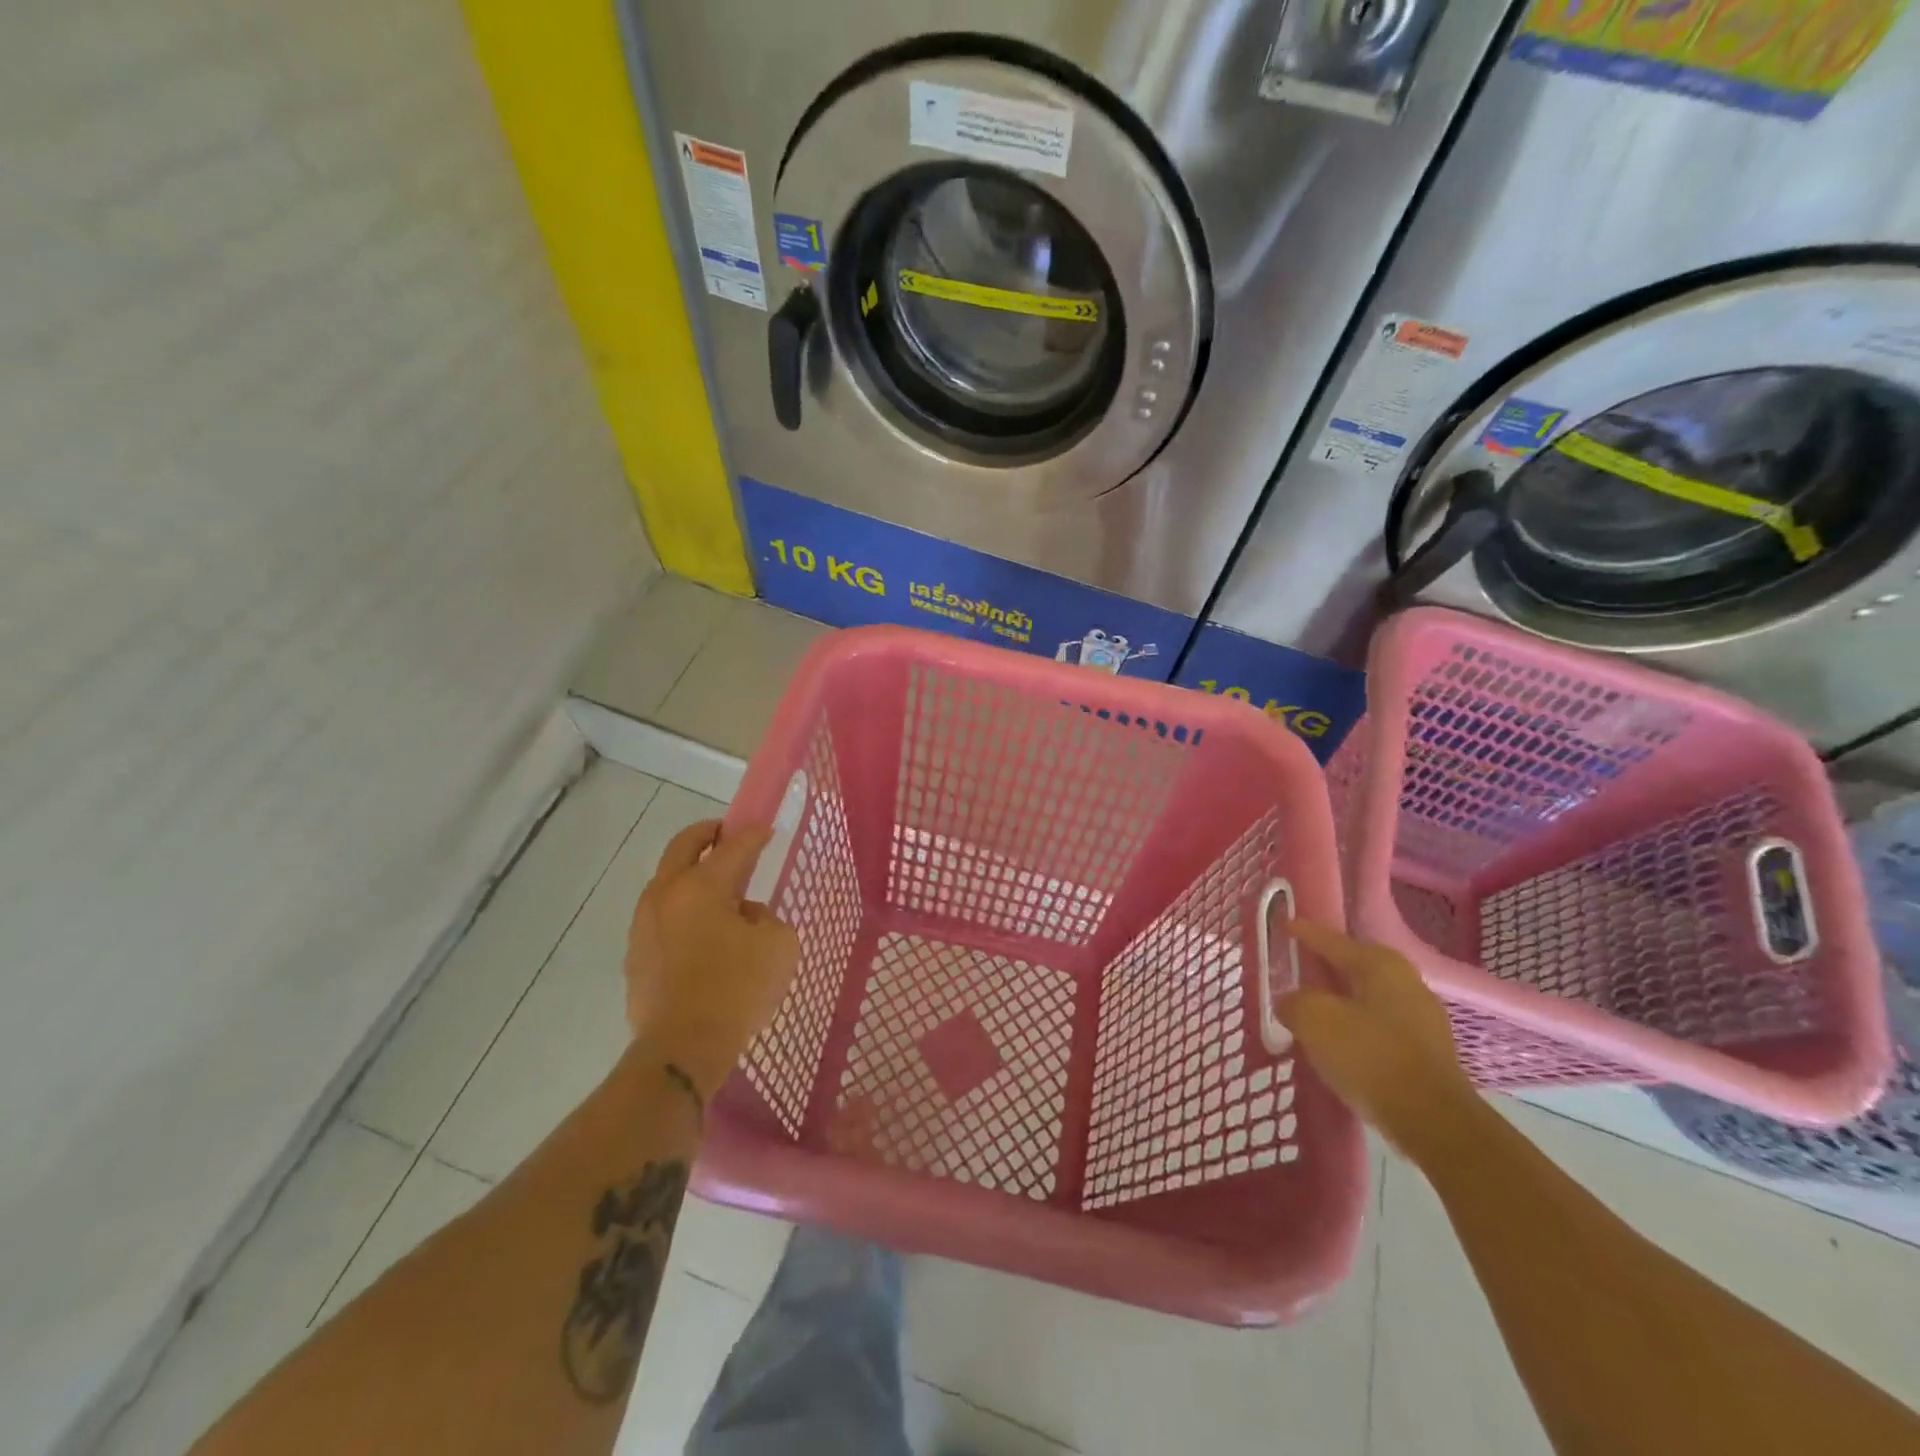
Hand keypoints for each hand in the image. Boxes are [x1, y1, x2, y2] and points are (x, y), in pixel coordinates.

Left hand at [624, 820, 799, 1103]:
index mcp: (702, 885)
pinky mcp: (635, 956)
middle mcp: (666, 895)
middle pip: (683, 846)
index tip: (766, 829)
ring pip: (665, 882)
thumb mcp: (779, 945)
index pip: (733, 846)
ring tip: (716, 890)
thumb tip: (745, 916)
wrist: (682, 1047)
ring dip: (689, 874)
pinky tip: (699, 933)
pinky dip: (680, 911)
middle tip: (726, 834)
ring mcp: (644, 925)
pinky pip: (660, 918)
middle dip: (706, 833)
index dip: (753, 835)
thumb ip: (766, 918)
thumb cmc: (737, 989)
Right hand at [1278, 919, 1480, 1160]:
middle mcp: (1406, 981)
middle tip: (1295, 968)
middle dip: (1324, 966)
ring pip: (1367, 997)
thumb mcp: (1315, 1020)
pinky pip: (1379, 1026)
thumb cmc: (1371, 1057)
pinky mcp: (1427, 1052)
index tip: (1283, 924)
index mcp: (1380, 964)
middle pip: (1353, 966)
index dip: (1303, 932)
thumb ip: (1294, 1001)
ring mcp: (1422, 1018)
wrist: (1434, 1122)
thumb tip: (1290, 1001)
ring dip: (1340, 1000)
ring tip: (1311, 1009)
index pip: (1331, 939)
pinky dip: (1355, 1027)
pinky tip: (1339, 1043)